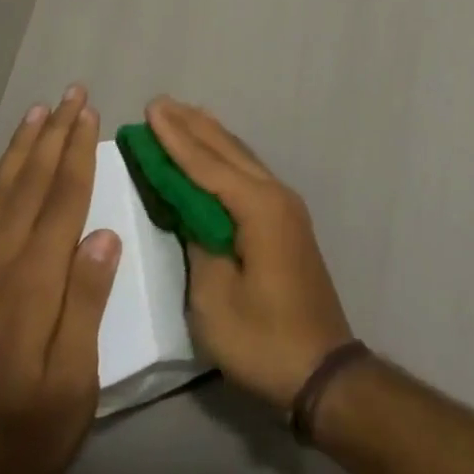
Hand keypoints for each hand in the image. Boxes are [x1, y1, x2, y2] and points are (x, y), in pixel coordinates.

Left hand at [0, 87, 120, 473]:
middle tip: (70, 94)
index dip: (78, 152)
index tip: (90, 114)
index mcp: (34, 282)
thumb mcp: (74, 384)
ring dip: (17, 149)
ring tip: (35, 113)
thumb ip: (86, 304)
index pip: (63, 199)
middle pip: (30, 184)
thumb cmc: (24, 432)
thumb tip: (104, 235)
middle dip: (53, 134)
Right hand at [148, 98, 353, 410]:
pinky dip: (226, 159)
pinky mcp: (287, 223)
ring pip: (242, 159)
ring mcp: (285, 208)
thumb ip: (199, 244)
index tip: (150, 110)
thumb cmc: (264, 339)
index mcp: (258, 208)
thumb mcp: (215, 299)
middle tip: (161, 103)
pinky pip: (250, 176)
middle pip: (228, 151)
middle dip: (192, 126)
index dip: (175, 139)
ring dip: (211, 137)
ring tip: (185, 114)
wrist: (322, 370)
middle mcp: (276, 195)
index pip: (207, 165)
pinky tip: (216, 155)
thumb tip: (192, 213)